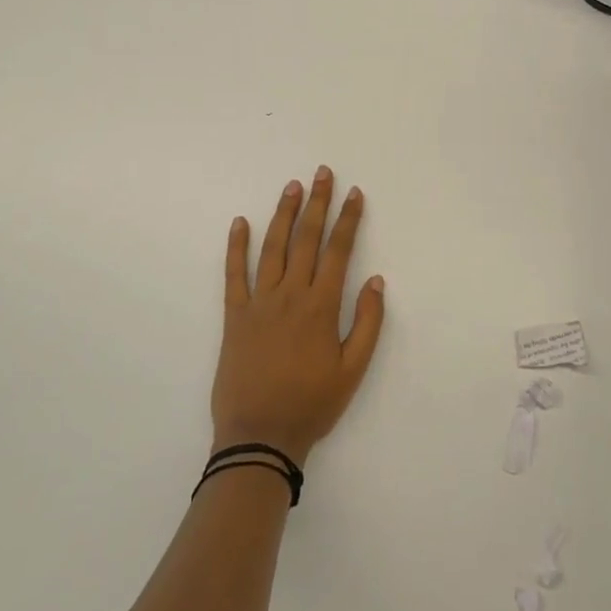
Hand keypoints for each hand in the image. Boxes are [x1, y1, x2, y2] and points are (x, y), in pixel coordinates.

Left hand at [212, 168, 385, 465]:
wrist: (260, 436)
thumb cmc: (312, 404)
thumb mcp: (353, 370)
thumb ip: (367, 323)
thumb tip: (376, 280)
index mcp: (320, 306)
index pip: (338, 251)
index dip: (348, 220)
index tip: (355, 193)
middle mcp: (290, 295)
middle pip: (305, 239)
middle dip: (317, 204)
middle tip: (322, 174)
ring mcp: (259, 302)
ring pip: (272, 248)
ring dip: (282, 214)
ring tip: (291, 187)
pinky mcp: (234, 315)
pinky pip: (234, 274)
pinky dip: (236, 247)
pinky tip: (240, 222)